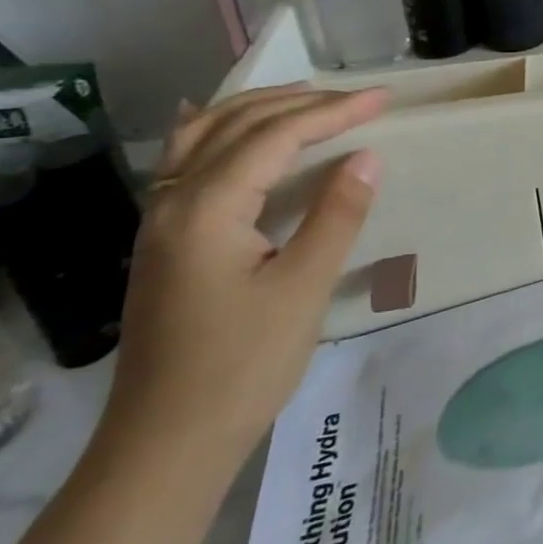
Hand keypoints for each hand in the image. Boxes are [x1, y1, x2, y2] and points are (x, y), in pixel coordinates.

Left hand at [98, 84, 389, 469]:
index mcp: (206, 209)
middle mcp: (172, 201)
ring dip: (258, 109)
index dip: (333, 112)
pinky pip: (188, 161)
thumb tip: (366, 156)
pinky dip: (221, 132)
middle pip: (235, 125)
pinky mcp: (164, 241)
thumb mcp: (304, 288)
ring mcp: (160, 221)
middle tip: (357, 98)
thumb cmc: (242, 366)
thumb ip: (336, 214)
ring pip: (203, 136)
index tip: (382, 99)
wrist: (165, 444)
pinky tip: (231, 130)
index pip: (275, 137)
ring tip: (307, 99)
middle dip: (300, 103)